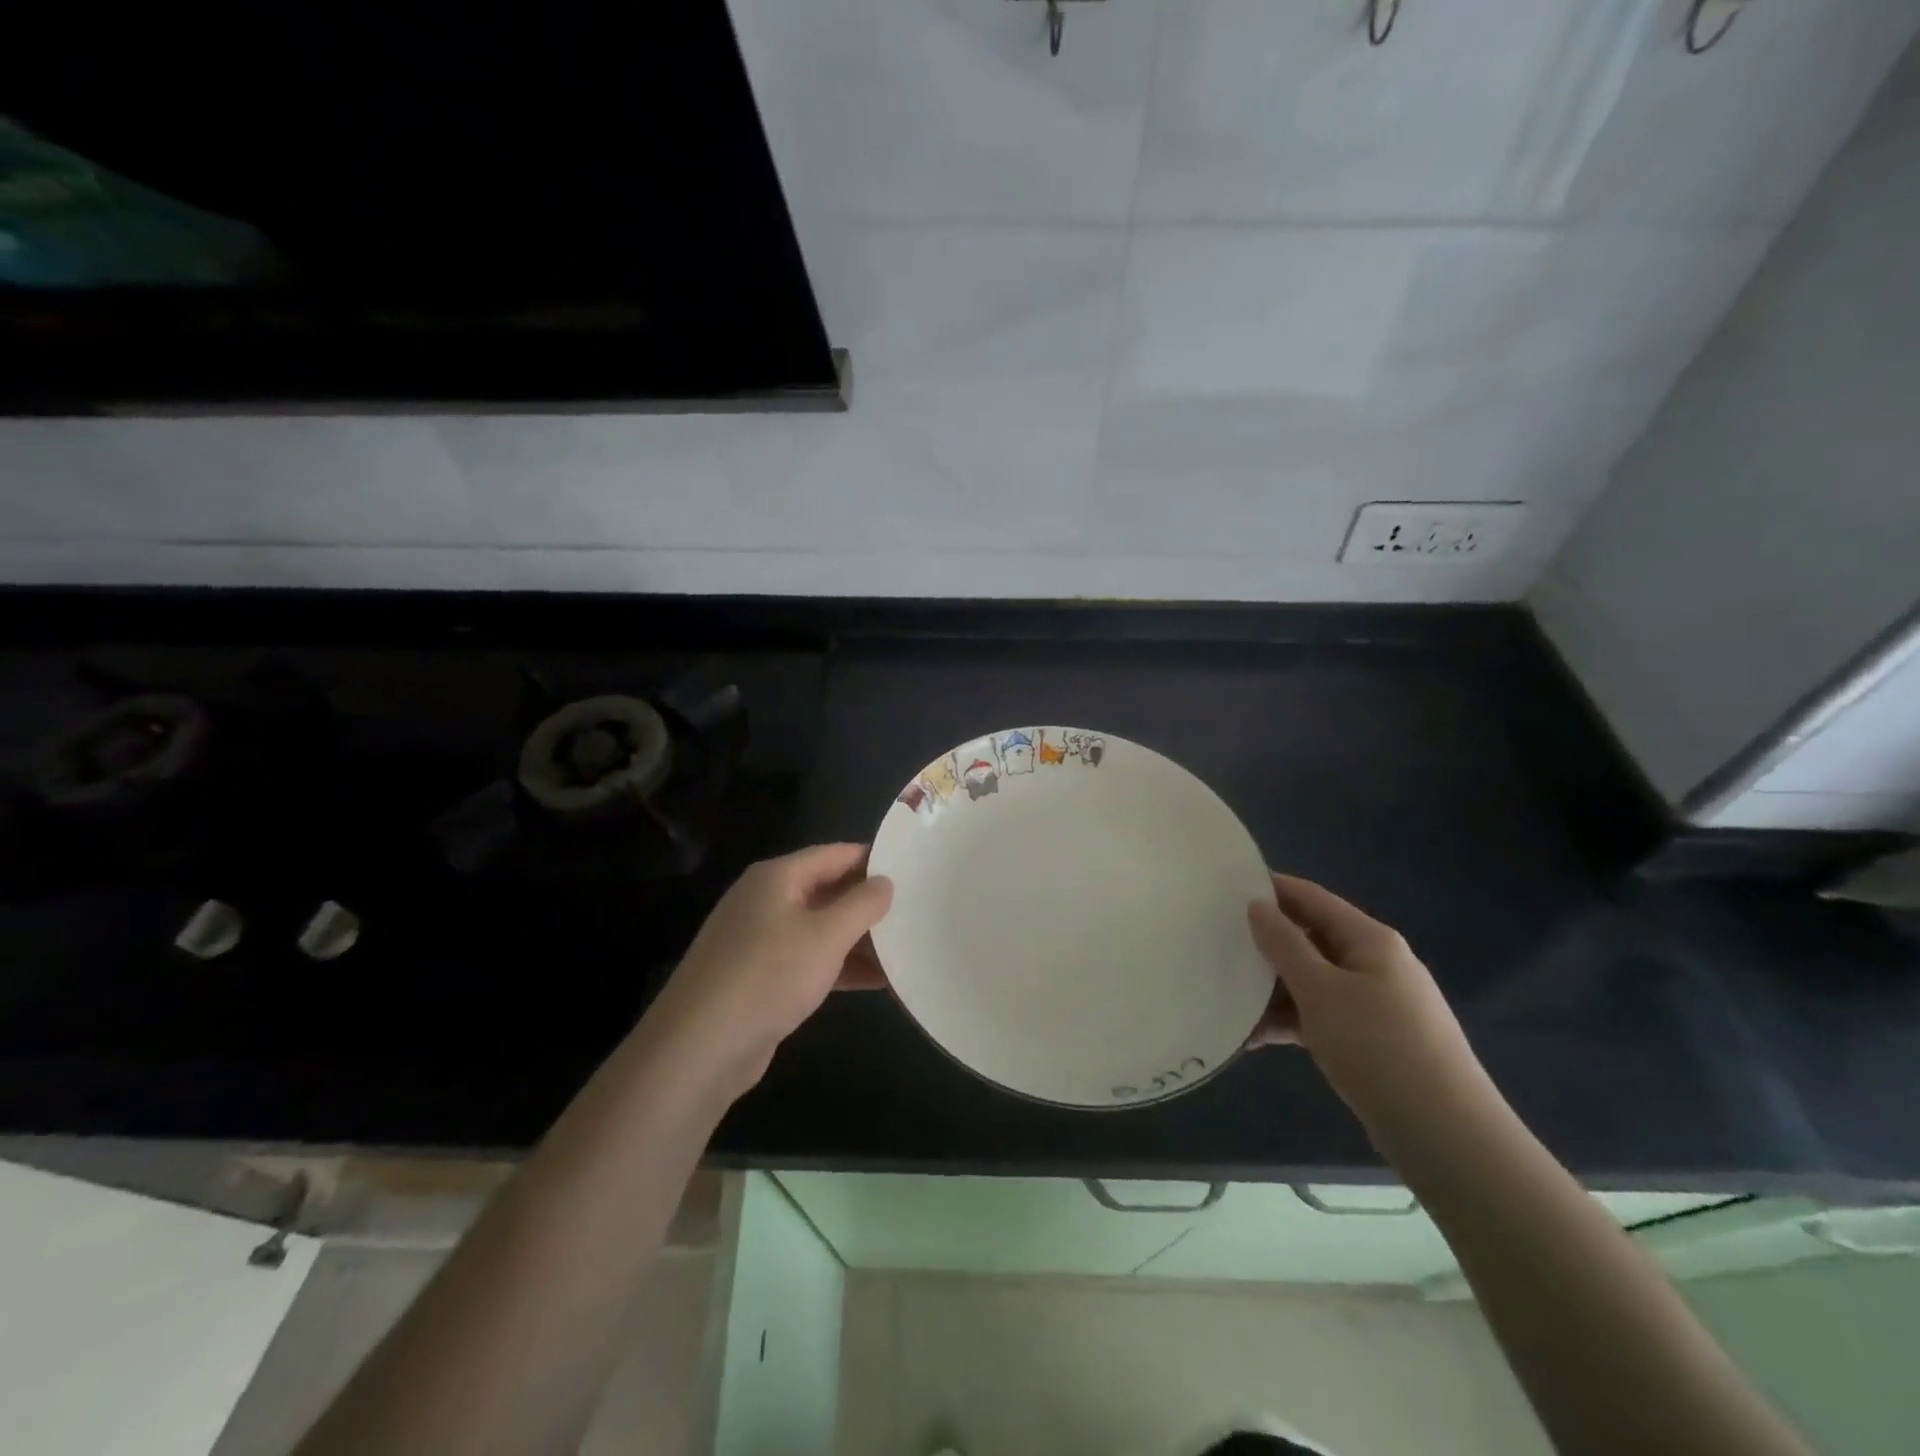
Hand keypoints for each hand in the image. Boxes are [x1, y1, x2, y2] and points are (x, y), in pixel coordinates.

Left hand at [648, 843, 893, 1094]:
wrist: (700, 1049)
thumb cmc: (767, 976)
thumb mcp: (826, 935)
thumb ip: (862, 904)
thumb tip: (886, 881)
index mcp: (776, 878)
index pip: (834, 854)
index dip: (872, 858)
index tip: (913, 868)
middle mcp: (766, 902)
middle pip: (827, 890)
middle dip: (869, 902)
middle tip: (916, 908)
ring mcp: (761, 942)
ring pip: (821, 929)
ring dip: (860, 939)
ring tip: (907, 945)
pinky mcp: (762, 979)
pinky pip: (810, 961)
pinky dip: (841, 967)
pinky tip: (880, 980)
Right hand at [1247, 874, 1488, 1132]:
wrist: (1445, 1136)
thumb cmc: (1378, 1047)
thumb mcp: (1320, 990)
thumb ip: (1284, 944)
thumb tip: (1257, 905)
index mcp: (1370, 940)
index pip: (1312, 898)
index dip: (1272, 889)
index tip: (1225, 889)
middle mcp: (1375, 964)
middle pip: (1311, 939)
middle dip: (1266, 945)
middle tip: (1218, 946)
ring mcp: (1376, 1004)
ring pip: (1313, 981)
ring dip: (1273, 990)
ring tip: (1228, 1001)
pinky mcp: (1372, 1040)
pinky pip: (1322, 1016)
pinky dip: (1292, 1021)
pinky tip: (1255, 1038)